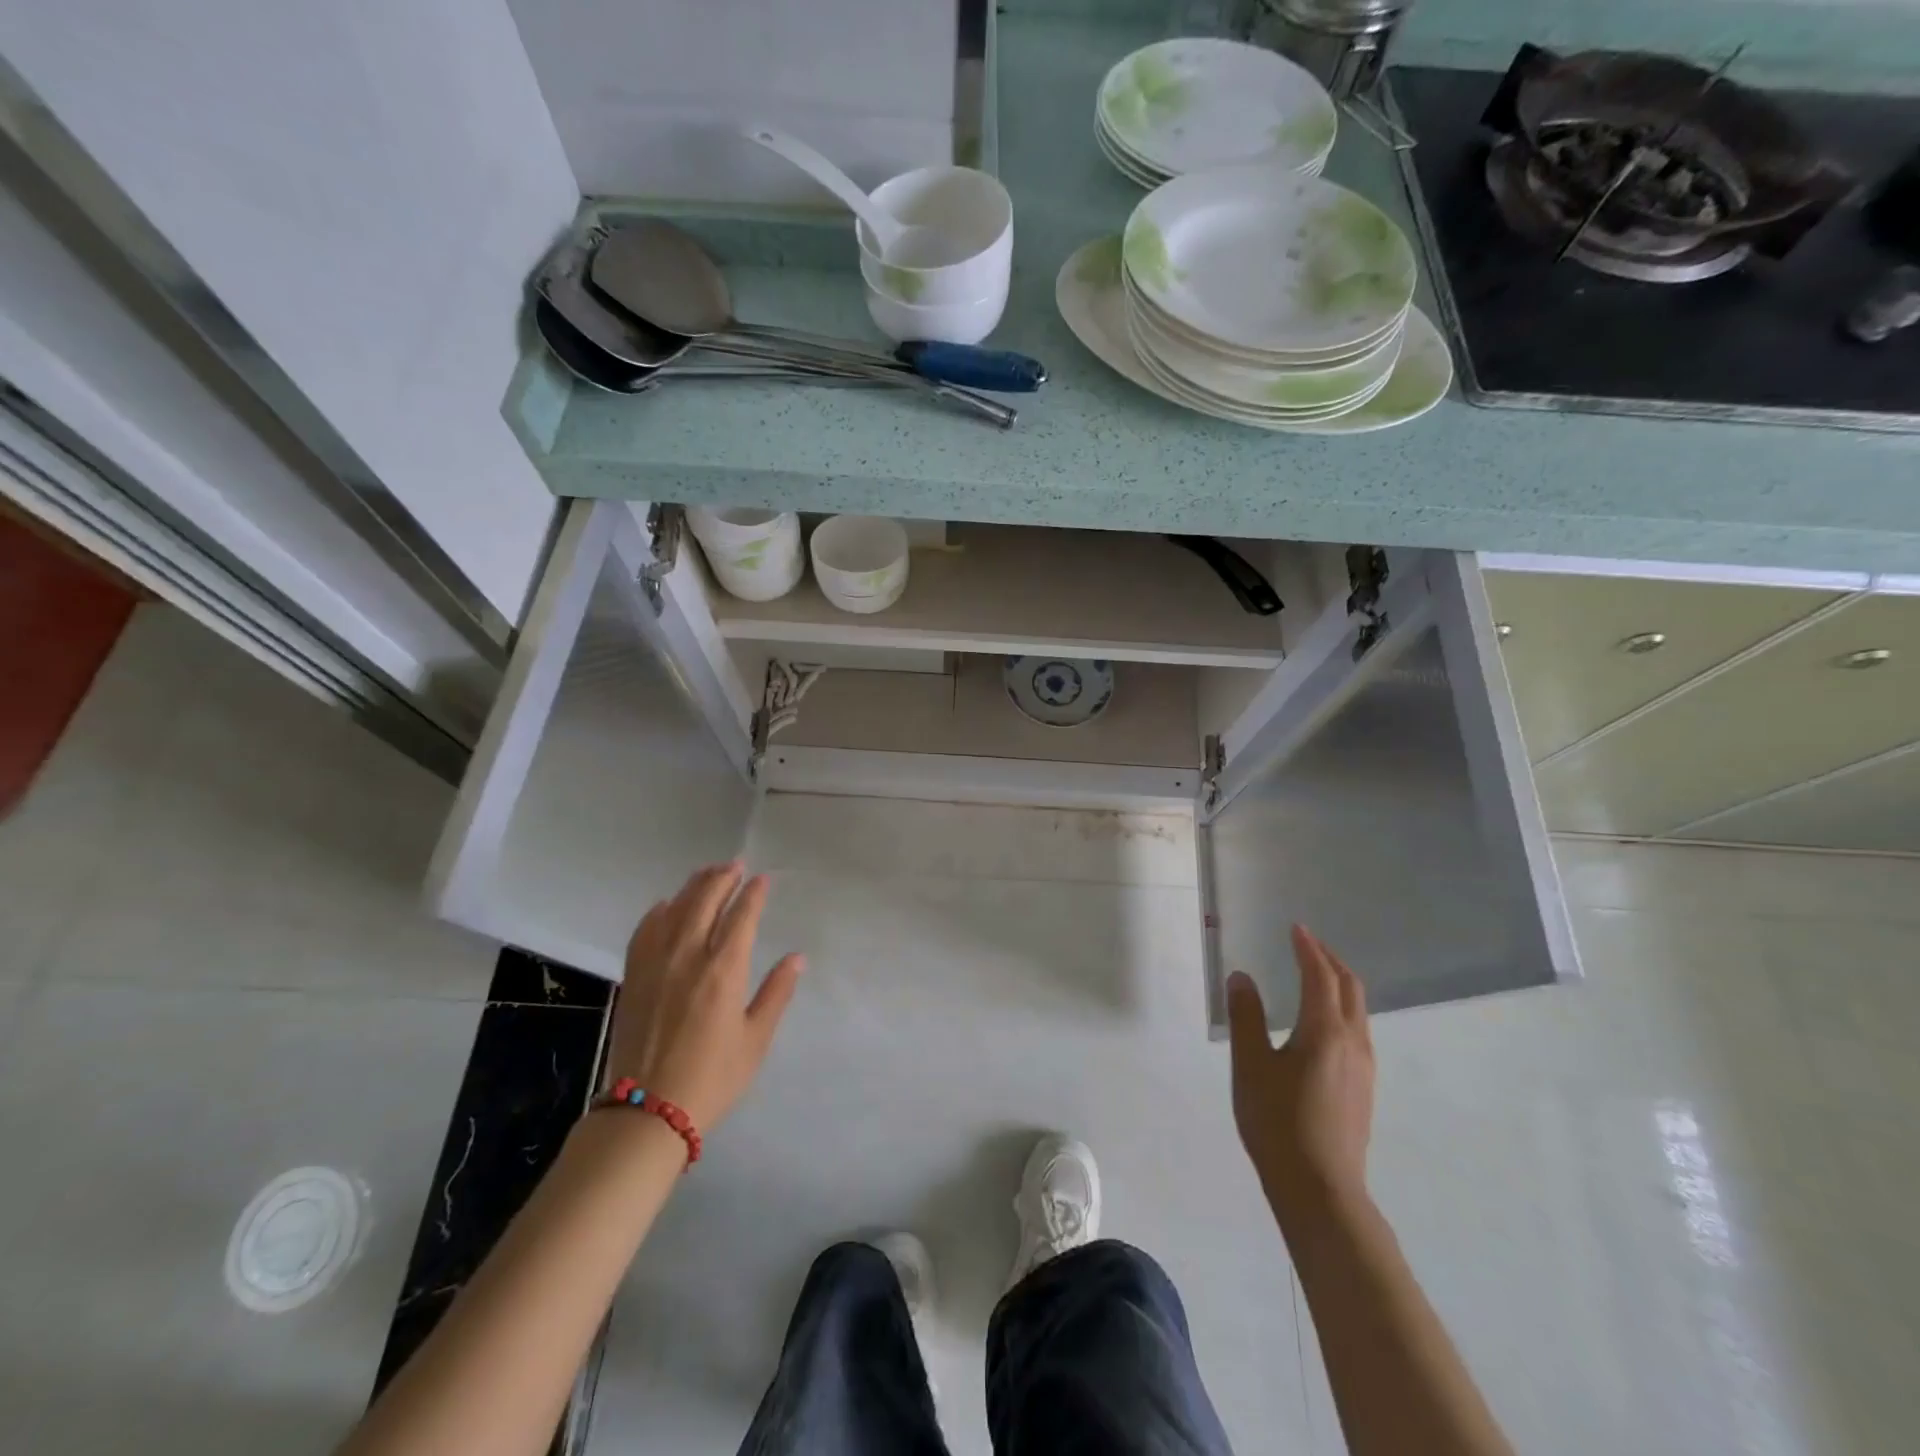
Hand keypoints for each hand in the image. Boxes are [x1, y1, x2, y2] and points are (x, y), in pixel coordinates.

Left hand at [605, 862, 803, 1130]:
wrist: (647, 1111)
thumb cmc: (712, 1078)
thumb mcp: (755, 1040)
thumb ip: (776, 994)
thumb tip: (796, 958)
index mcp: (724, 971)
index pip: (742, 917)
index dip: (753, 894)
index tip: (763, 879)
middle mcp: (689, 957)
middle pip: (706, 902)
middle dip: (723, 878)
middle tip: (736, 865)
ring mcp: (656, 964)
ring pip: (676, 909)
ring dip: (694, 886)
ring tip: (708, 873)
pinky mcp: (634, 977)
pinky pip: (645, 931)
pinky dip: (658, 911)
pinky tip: (667, 905)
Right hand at [1227, 924, 1374, 1220]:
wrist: (1321, 1189)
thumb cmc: (1278, 1122)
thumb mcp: (1251, 1065)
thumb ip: (1246, 1017)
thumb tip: (1242, 977)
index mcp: (1325, 1031)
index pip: (1320, 976)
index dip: (1308, 949)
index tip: (1296, 928)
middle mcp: (1353, 1043)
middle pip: (1349, 988)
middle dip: (1330, 960)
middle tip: (1307, 944)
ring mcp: (1363, 1068)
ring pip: (1358, 1011)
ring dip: (1338, 984)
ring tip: (1315, 976)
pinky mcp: (1363, 1088)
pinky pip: (1357, 1031)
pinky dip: (1341, 1008)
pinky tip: (1322, 1023)